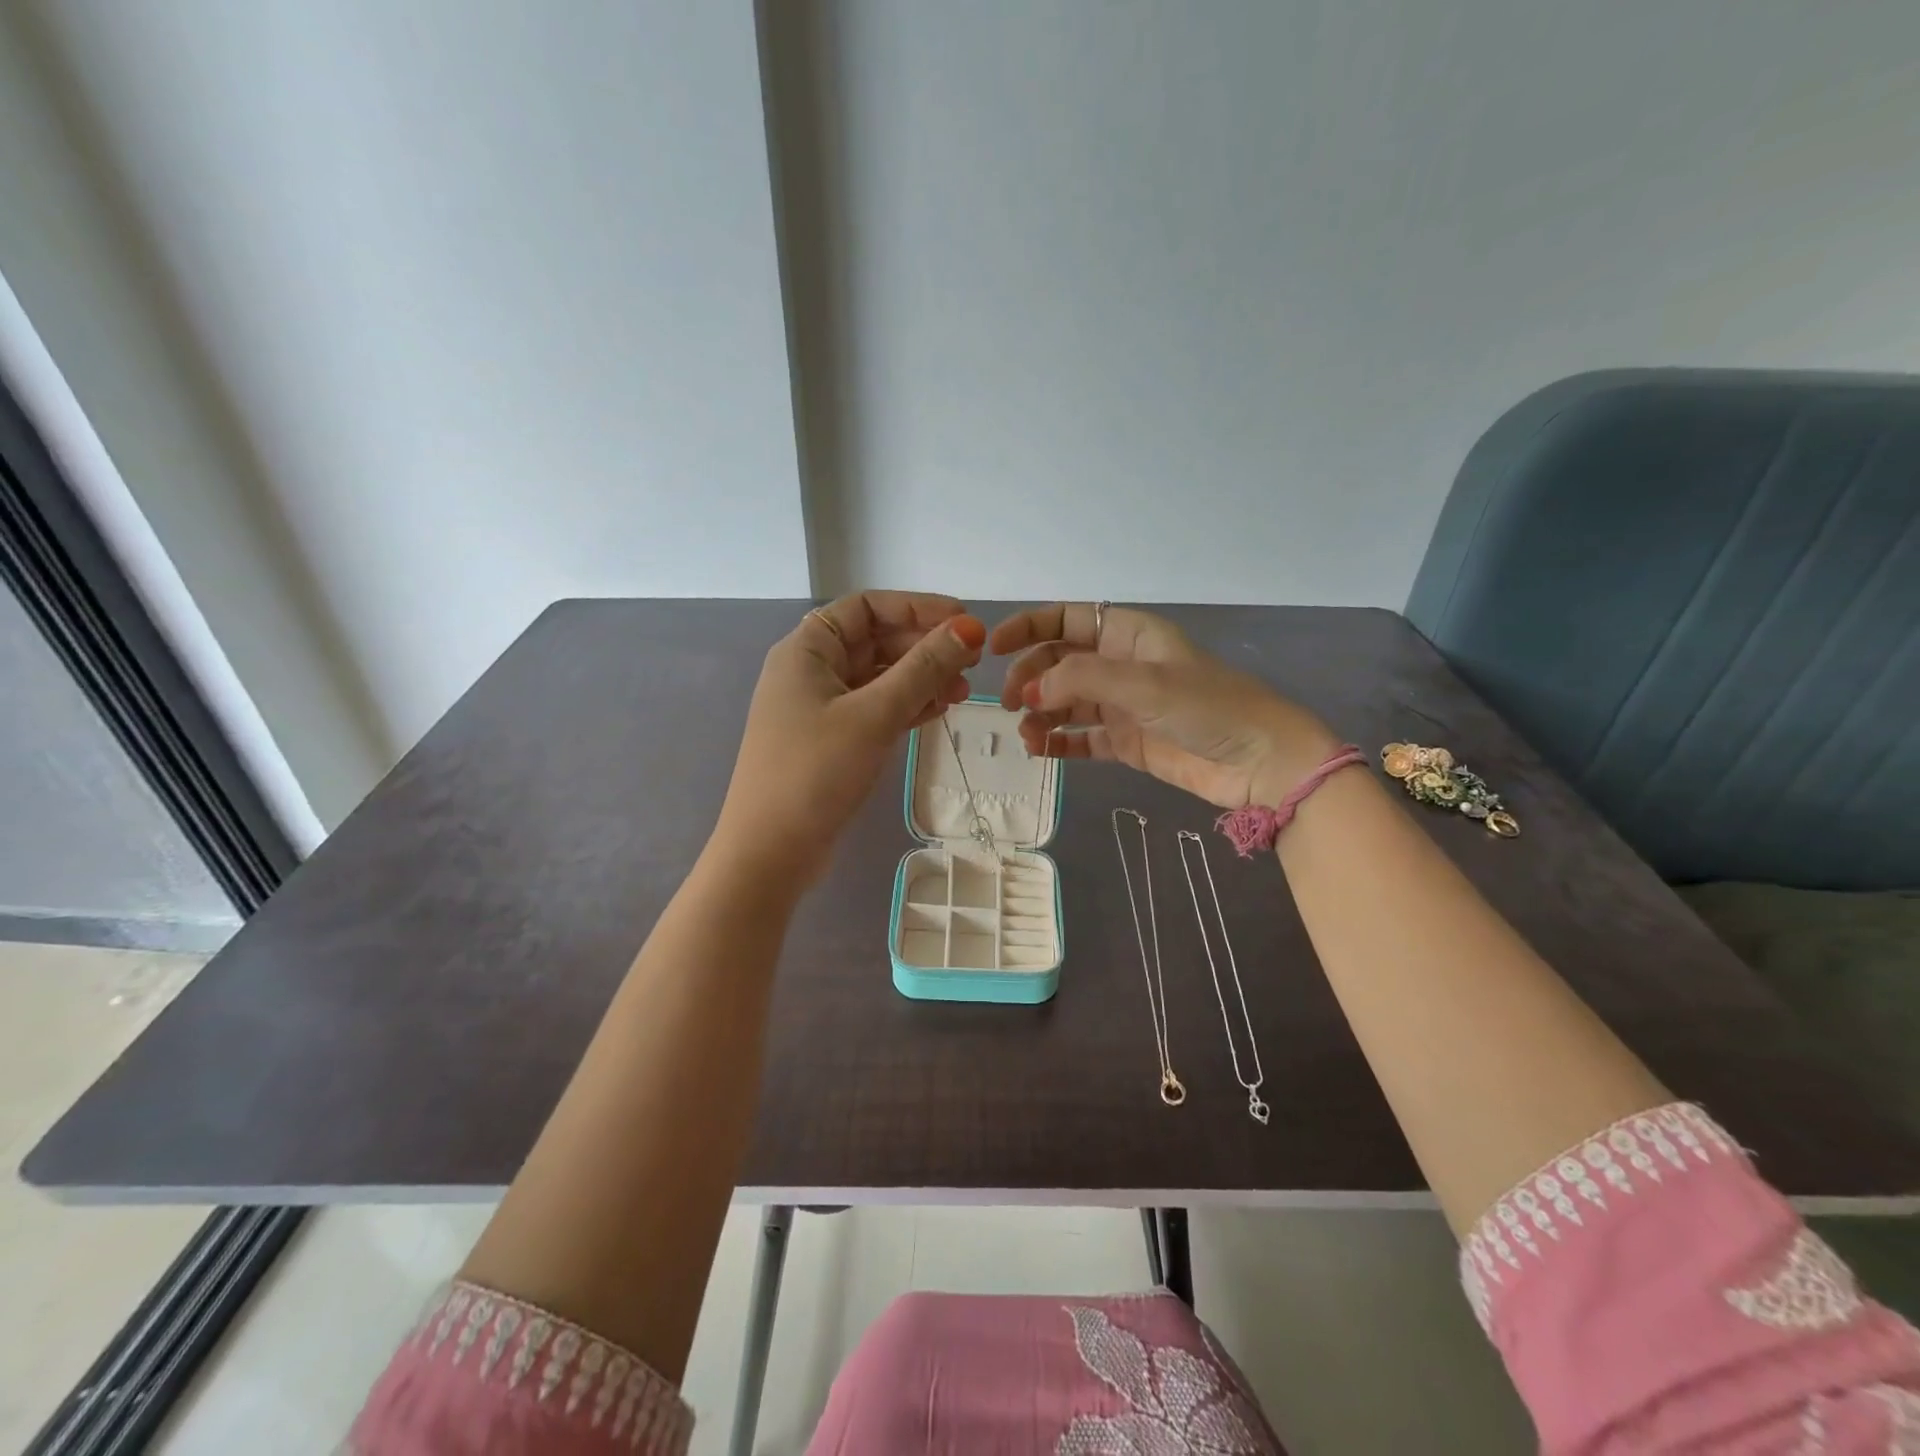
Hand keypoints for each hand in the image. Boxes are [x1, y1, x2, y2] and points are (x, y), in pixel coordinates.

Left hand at [713, 591, 985, 887]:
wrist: (770, 852)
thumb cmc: (816, 772)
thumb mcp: (874, 714)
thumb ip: (923, 668)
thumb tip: (968, 629)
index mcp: (807, 649)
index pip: (867, 607)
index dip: (917, 607)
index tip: (963, 620)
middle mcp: (810, 670)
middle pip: (875, 640)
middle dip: (924, 646)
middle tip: (972, 661)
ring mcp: (819, 708)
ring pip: (879, 677)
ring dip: (921, 679)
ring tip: (963, 692)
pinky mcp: (831, 741)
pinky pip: (875, 709)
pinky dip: (906, 706)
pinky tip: (939, 711)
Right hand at [991, 604, 1338, 810]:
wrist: (1261, 763)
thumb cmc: (1208, 707)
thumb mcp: (1144, 683)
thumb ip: (1081, 679)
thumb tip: (1032, 691)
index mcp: (1128, 634)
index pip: (1066, 619)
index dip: (1028, 627)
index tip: (995, 647)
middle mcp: (1120, 665)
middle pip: (1058, 662)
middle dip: (1031, 678)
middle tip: (1015, 704)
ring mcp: (1122, 705)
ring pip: (1065, 702)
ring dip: (1041, 714)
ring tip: (1028, 736)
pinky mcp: (1126, 741)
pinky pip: (1080, 737)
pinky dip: (1058, 742)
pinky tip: (1041, 751)